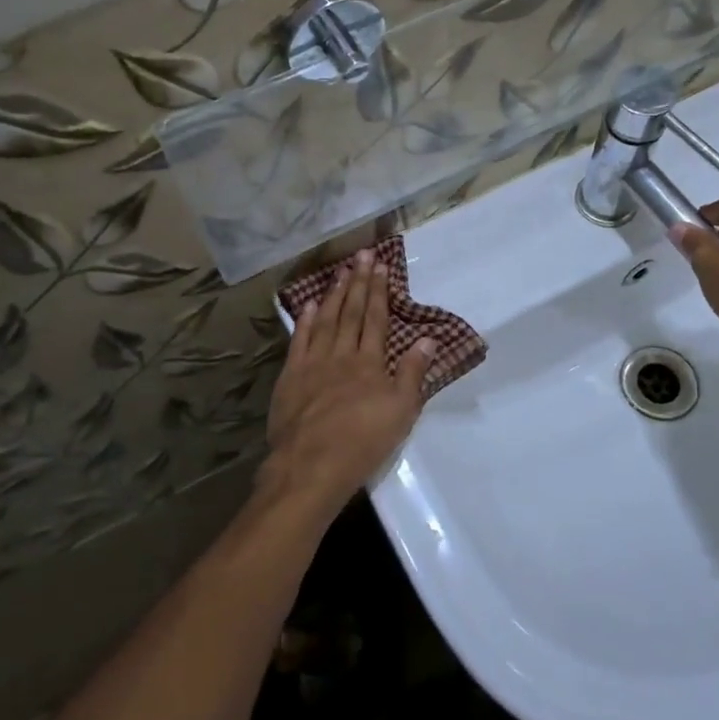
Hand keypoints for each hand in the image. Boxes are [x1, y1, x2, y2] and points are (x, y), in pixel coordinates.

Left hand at [263, 248, 435, 518]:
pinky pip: (299, 340)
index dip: (379, 291)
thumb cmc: (363, 442)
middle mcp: (341, 354)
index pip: (375, 318)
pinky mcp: (291, 376)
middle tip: (361, 254)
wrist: (311, 465)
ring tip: (340, 271)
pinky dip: (305, 321)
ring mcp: (313, 363)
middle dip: (358, 282)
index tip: (380, 266)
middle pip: (351, 312)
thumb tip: (427, 339)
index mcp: (370, 363)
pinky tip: (310, 305)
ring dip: (334, 294)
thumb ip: (412, 373)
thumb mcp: (401, 412)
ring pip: (325, 320)